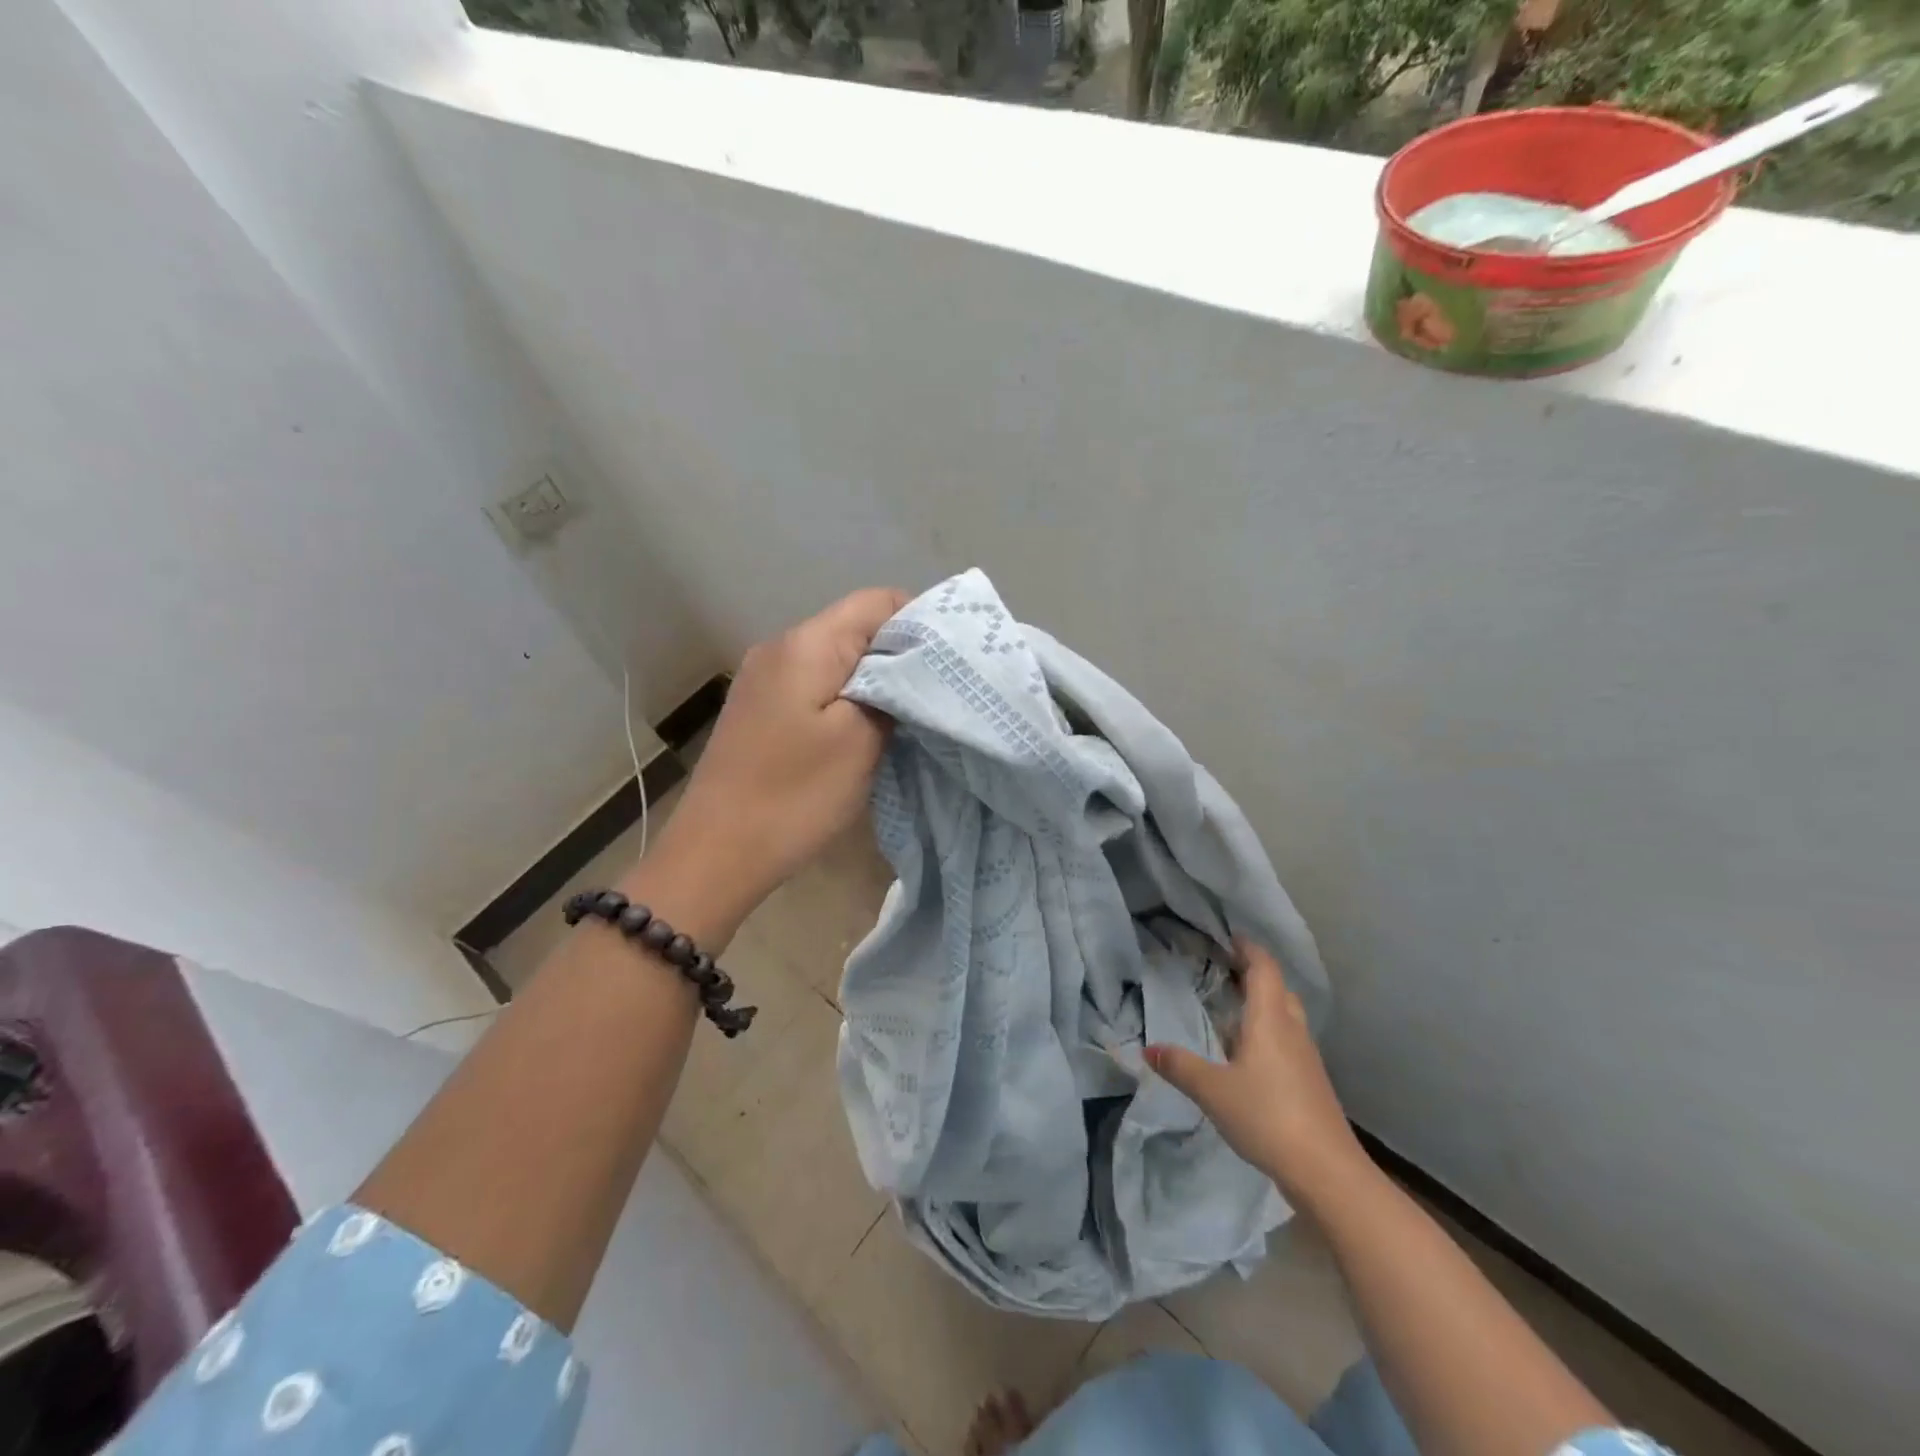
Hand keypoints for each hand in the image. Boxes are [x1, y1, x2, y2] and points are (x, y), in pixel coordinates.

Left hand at [628, 588, 907, 945]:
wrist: (715, 852)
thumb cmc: (794, 795)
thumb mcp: (860, 741)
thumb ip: (894, 691)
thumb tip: (911, 667)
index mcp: (807, 644)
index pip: (877, 601)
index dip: (921, 620)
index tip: (952, 659)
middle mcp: (780, 647)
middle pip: (856, 626)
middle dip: (902, 653)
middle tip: (939, 691)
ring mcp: (764, 678)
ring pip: (837, 658)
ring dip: (876, 679)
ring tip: (909, 713)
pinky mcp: (760, 708)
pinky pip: (816, 684)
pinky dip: (847, 697)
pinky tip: (865, 728)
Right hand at [1146, 939, 1367, 1203]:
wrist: (1327, 1172)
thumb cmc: (1268, 1116)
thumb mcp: (1213, 1090)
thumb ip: (1180, 1066)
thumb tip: (1149, 1049)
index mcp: (1270, 1020)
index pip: (1264, 968)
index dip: (1248, 948)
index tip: (1229, 936)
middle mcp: (1292, 1031)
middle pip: (1278, 989)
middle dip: (1254, 974)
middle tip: (1224, 969)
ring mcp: (1306, 1058)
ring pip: (1285, 1016)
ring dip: (1262, 1005)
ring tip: (1230, 1008)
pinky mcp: (1311, 1083)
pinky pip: (1288, 1041)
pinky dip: (1267, 1033)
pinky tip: (1247, 1054)